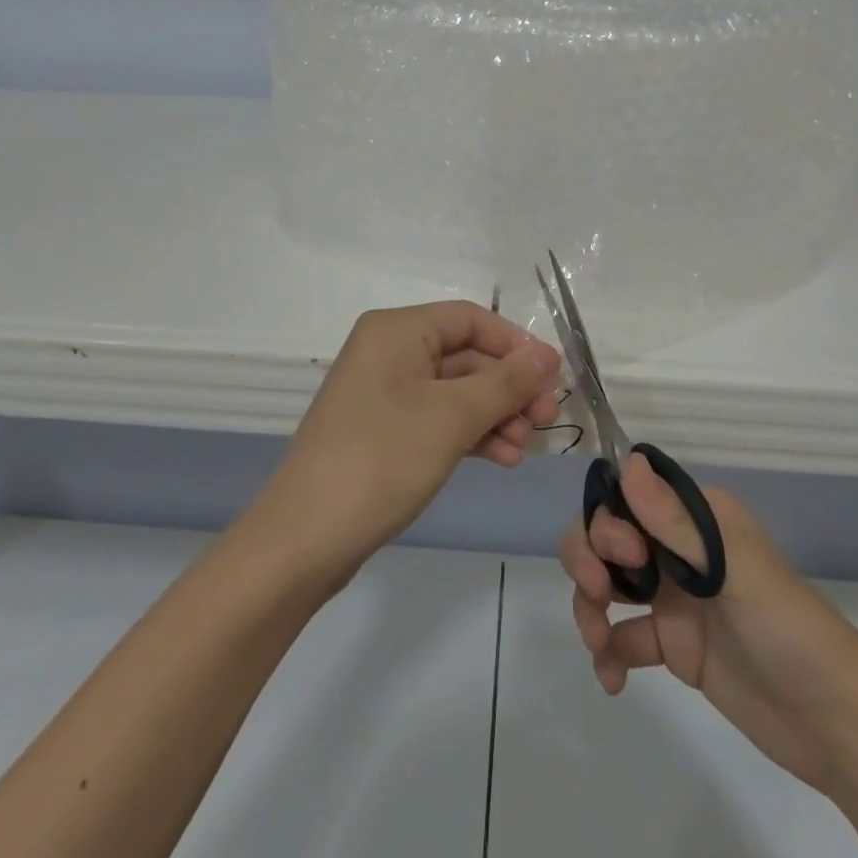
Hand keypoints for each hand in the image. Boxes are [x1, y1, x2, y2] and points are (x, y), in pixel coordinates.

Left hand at [264, 302, 562, 579]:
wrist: (305, 539)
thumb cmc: (381, 460)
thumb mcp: (452, 417)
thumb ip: (505, 382)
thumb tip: (548, 354)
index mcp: (397, 330)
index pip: (470, 319)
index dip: (514, 344)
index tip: (552, 378)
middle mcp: (388, 351)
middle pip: (464, 355)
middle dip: (508, 387)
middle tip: (546, 420)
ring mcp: (384, 393)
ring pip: (455, 390)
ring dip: (494, 414)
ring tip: (524, 448)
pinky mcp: (384, 430)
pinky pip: (437, 417)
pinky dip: (470, 433)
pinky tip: (501, 458)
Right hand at [562, 457, 857, 800]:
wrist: (835, 724)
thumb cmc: (787, 628)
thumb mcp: (733, 570)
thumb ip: (675, 521)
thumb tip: (626, 460)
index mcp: (695, 516)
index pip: (628, 496)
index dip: (609, 518)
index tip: (625, 555)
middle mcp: (677, 546)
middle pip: (607, 534)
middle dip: (588, 557)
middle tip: (598, 594)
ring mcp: (673, 596)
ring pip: (607, 581)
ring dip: (589, 604)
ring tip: (598, 643)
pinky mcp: (673, 644)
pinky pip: (622, 635)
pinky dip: (607, 651)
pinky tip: (612, 678)